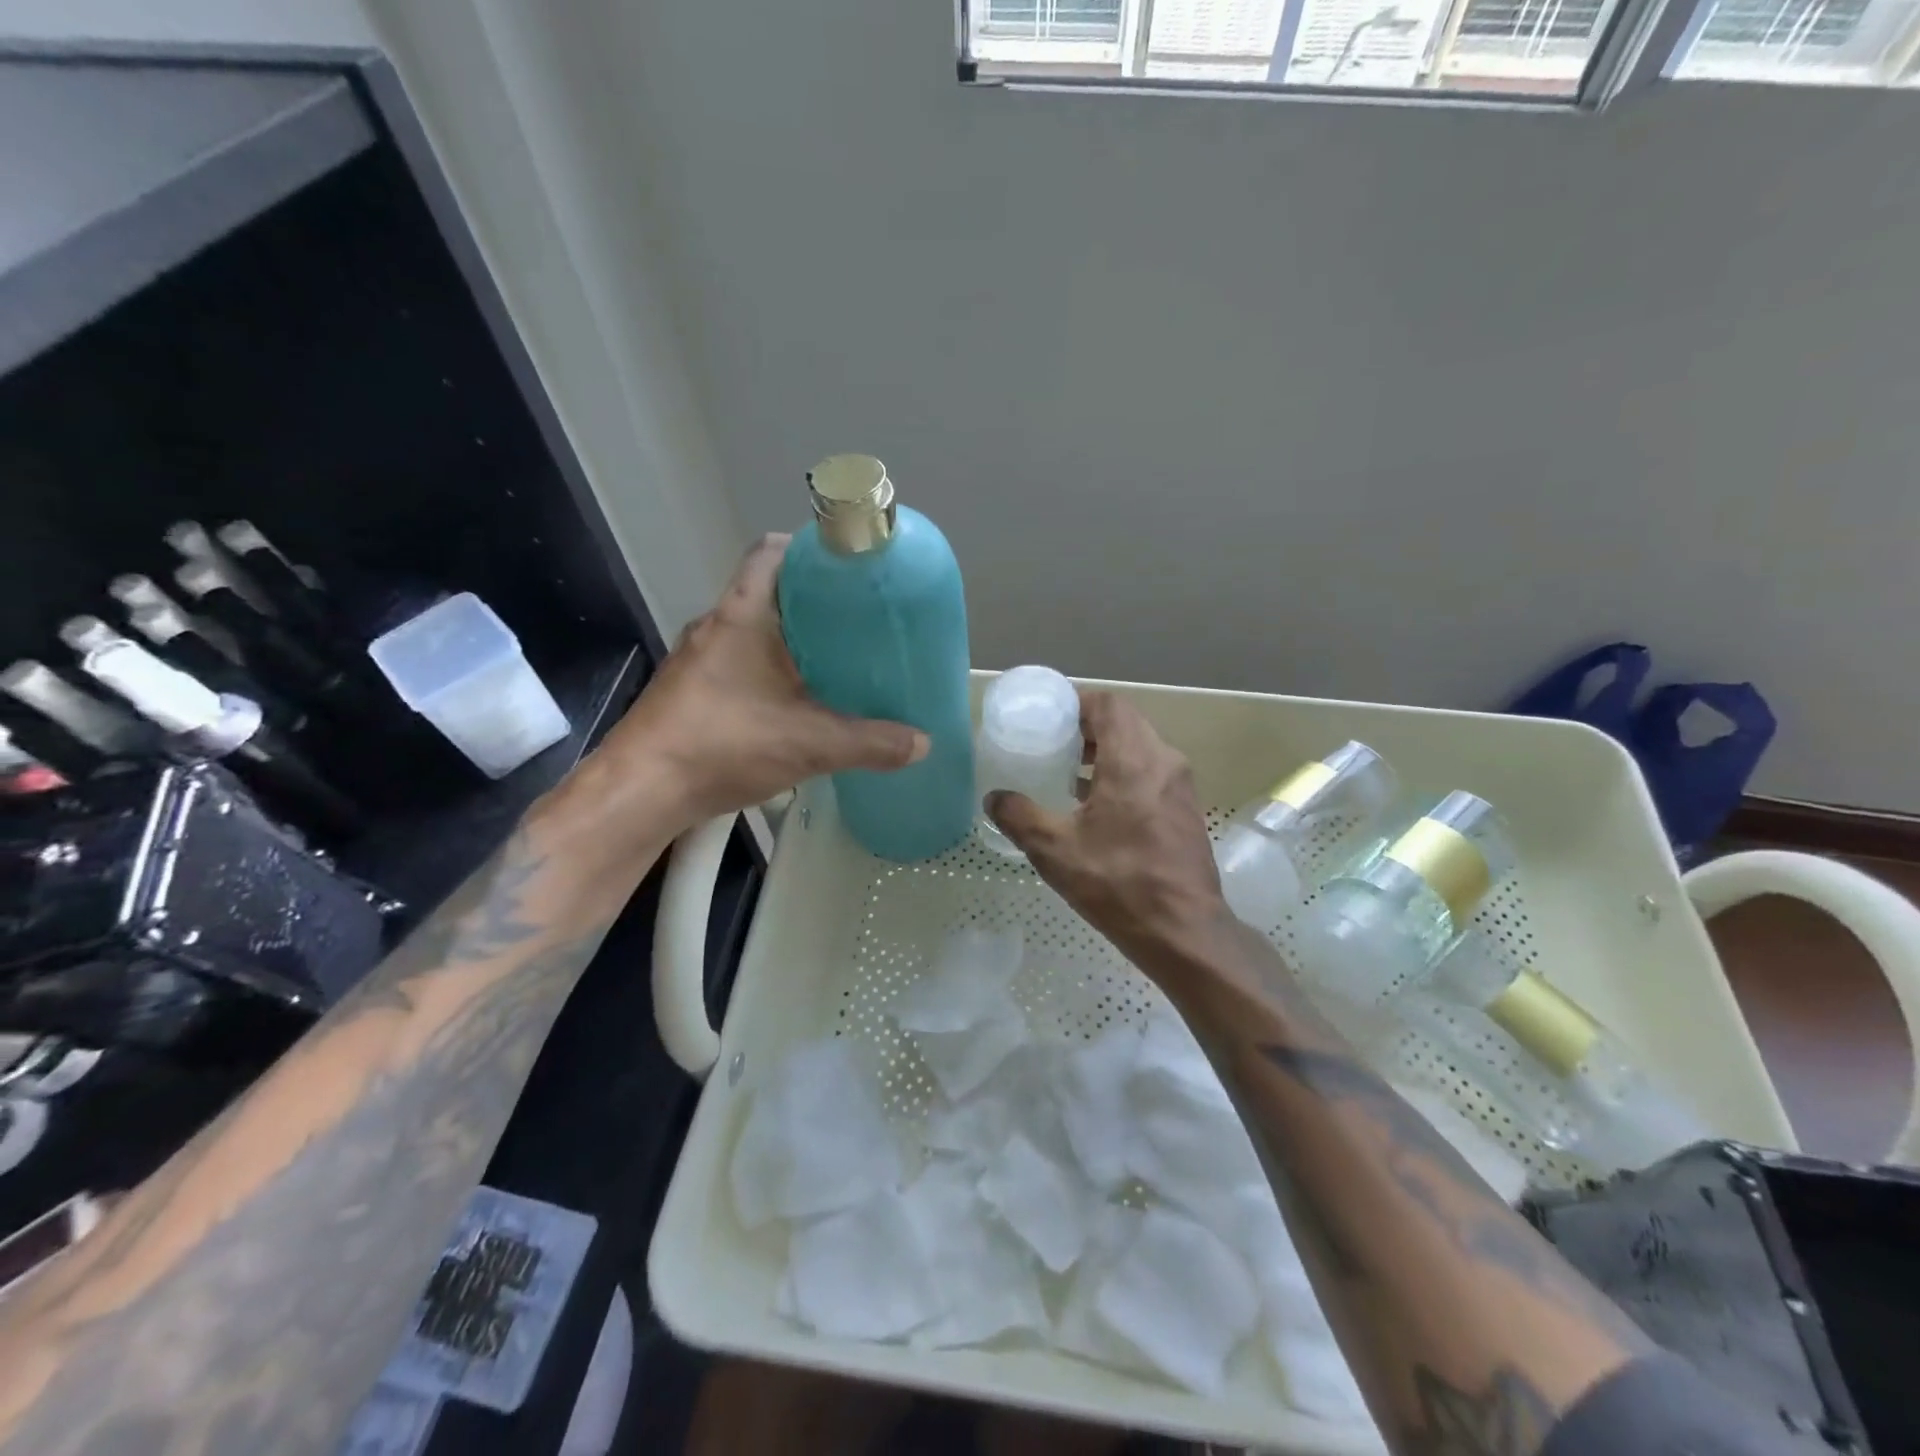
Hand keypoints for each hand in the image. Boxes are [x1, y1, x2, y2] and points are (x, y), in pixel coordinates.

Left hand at [589, 534, 927, 829]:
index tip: (848, 570)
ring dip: (792, 641)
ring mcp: (698, 660)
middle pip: (769, 592)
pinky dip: (771, 672)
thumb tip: (922, 743)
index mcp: (742, 615)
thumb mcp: (810, 744)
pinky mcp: (691, 691)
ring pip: (754, 632)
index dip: (810, 549)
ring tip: (838, 662)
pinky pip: (740, 664)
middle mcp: (716, 626)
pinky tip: (797, 704)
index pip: (771, 551)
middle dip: (814, 603)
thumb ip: (870, 743)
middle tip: (858, 622)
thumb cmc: (722, 744)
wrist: (640, 791)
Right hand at [987, 692, 1224, 969]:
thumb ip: (1019, 816)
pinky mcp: (1186, 809)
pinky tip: (1097, 805)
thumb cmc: (1119, 884)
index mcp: (1133, 760)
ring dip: (1106, 751)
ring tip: (1069, 772)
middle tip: (1053, 742)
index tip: (1049, 716)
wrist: (1184, 932)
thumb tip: (994, 797)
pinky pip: (1152, 772)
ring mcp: (1181, 786)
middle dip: (1088, 727)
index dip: (1077, 702)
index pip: (1108, 704)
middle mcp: (1164, 761)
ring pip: (1141, 747)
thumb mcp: (1055, 851)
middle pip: (1125, 722)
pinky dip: (1124, 773)